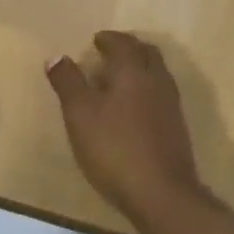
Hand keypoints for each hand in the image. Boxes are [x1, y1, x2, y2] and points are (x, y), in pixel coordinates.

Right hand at [47, 32, 204, 224]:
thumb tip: (57, 56)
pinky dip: (144, 89)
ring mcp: (171, 106)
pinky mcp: (176, 128)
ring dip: (138, 68)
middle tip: (109, 52)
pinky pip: (160, 95)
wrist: (161, 193)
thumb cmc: (114, 148)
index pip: (123, 44)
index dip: (108, 39)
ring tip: (116, 79)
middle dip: (128, 48)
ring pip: (156, 74)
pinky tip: (130, 108)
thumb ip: (68, 82)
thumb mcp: (80, 114)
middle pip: (147, 53)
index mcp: (133, 72)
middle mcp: (157, 82)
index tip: (95, 40)